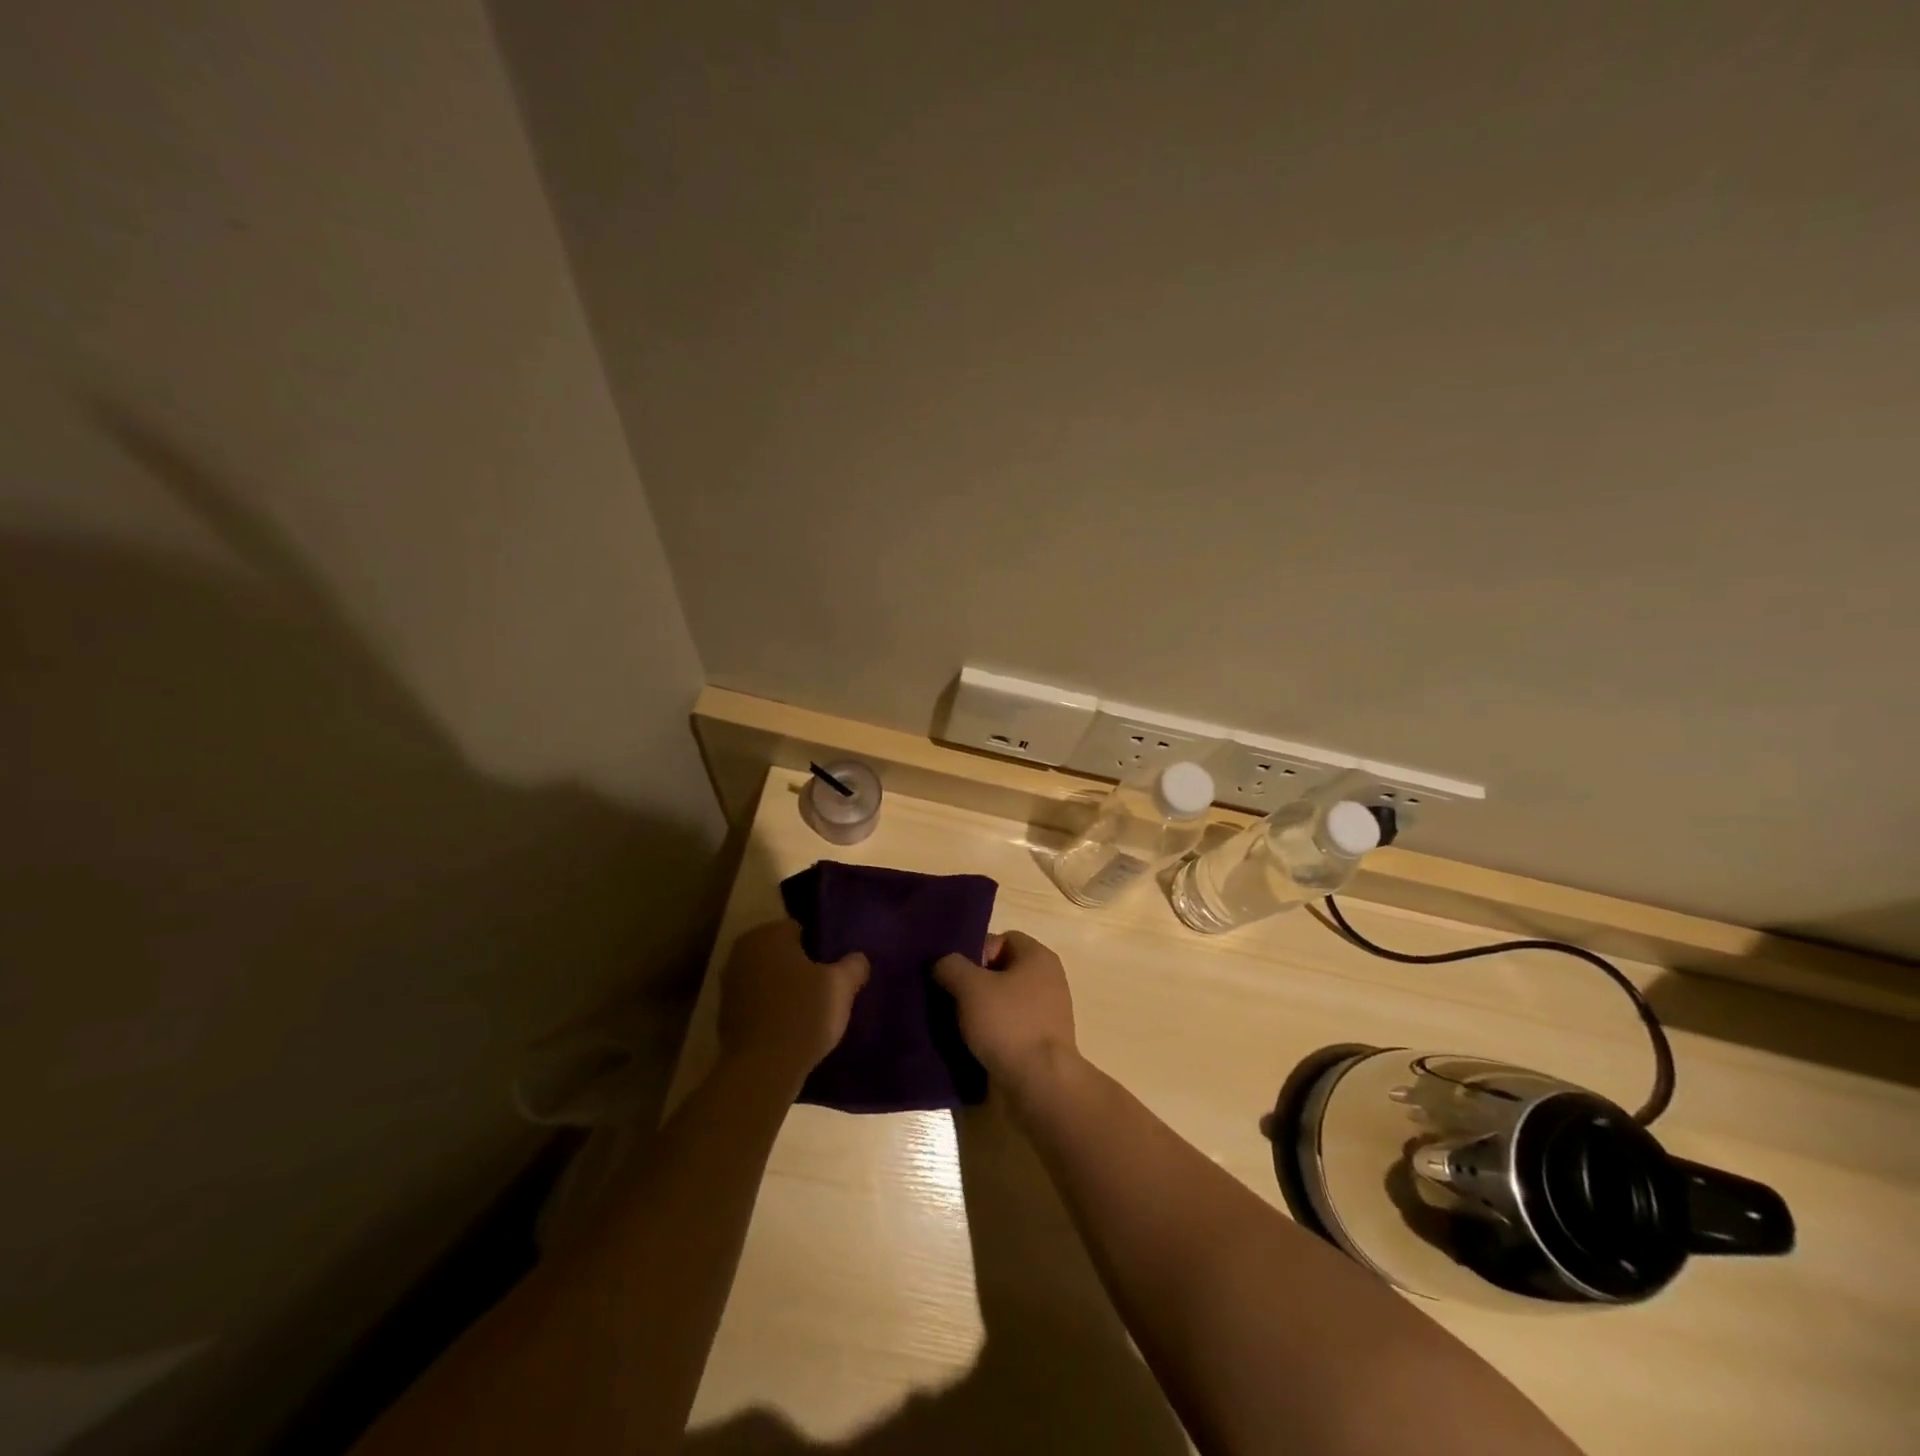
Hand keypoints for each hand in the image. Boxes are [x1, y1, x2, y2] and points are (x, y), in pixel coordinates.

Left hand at [717, 919, 869, 1083]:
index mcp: (768, 934)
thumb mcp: (841, 987)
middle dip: (799, 966)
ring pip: (766, 978)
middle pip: (780, 953)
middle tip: (824, 988)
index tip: (832, 969)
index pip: (799, 929)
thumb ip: (853, 965)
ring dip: (783, 988)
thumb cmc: (803, 1014)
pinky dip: (769, 1010)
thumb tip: (857, 959)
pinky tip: (789, 1028)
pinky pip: (756, 1003)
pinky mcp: (724, 1015)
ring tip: (809, 1010)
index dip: (819, 948)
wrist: (762, 1070)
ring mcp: (729, 984)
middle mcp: (742, 951)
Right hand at [934, 930, 1077, 1099]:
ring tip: (957, 1023)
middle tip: (951, 997)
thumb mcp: (970, 987)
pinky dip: (993, 1032)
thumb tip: (942, 962)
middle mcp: (1049, 979)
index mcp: (1038, 957)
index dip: (976, 951)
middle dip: (974, 982)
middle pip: (1002, 970)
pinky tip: (973, 1043)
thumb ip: (951, 966)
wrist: (1040, 1084)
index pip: (1002, 939)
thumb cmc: (1008, 1024)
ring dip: (981, 1010)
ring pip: (1005, 1000)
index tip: (957, 974)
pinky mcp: (1043, 1042)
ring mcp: (1048, 1012)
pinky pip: (1011, 1026)